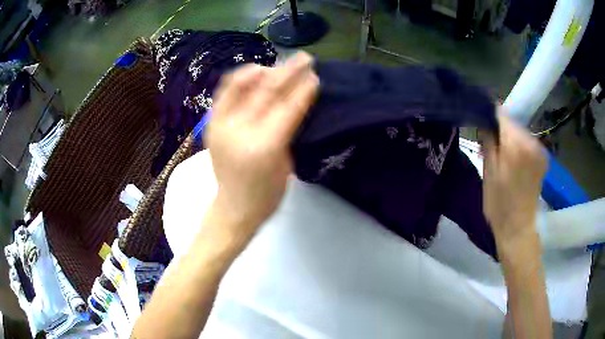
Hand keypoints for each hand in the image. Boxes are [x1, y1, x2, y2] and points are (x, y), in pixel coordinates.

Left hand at [204, 52, 318, 242]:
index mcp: (264, 147)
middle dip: (288, 71)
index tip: (315, 76)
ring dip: (264, 70)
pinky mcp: (211, 124)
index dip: (303, 89)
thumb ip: (289, 129)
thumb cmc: (267, 193)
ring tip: (279, 65)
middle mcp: (239, 132)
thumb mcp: (286, 162)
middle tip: (304, 58)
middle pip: (266, 92)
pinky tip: (255, 73)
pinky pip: (226, 91)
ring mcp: (220, 126)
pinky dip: (241, 79)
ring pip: (242, 85)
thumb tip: (296, 99)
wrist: (234, 208)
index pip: (287, 108)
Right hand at [482, 113, 547, 248]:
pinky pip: (528, 143)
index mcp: (516, 144)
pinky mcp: (543, 158)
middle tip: (490, 147)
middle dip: (500, 130)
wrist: (518, 229)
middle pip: (512, 123)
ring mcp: (540, 150)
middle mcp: (532, 141)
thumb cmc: (499, 204)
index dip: (490, 116)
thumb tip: (486, 120)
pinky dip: (519, 147)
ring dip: (510, 140)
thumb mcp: (488, 172)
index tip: (483, 125)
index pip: (502, 114)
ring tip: (502, 159)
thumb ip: (488, 141)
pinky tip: (513, 163)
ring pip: (520, 132)